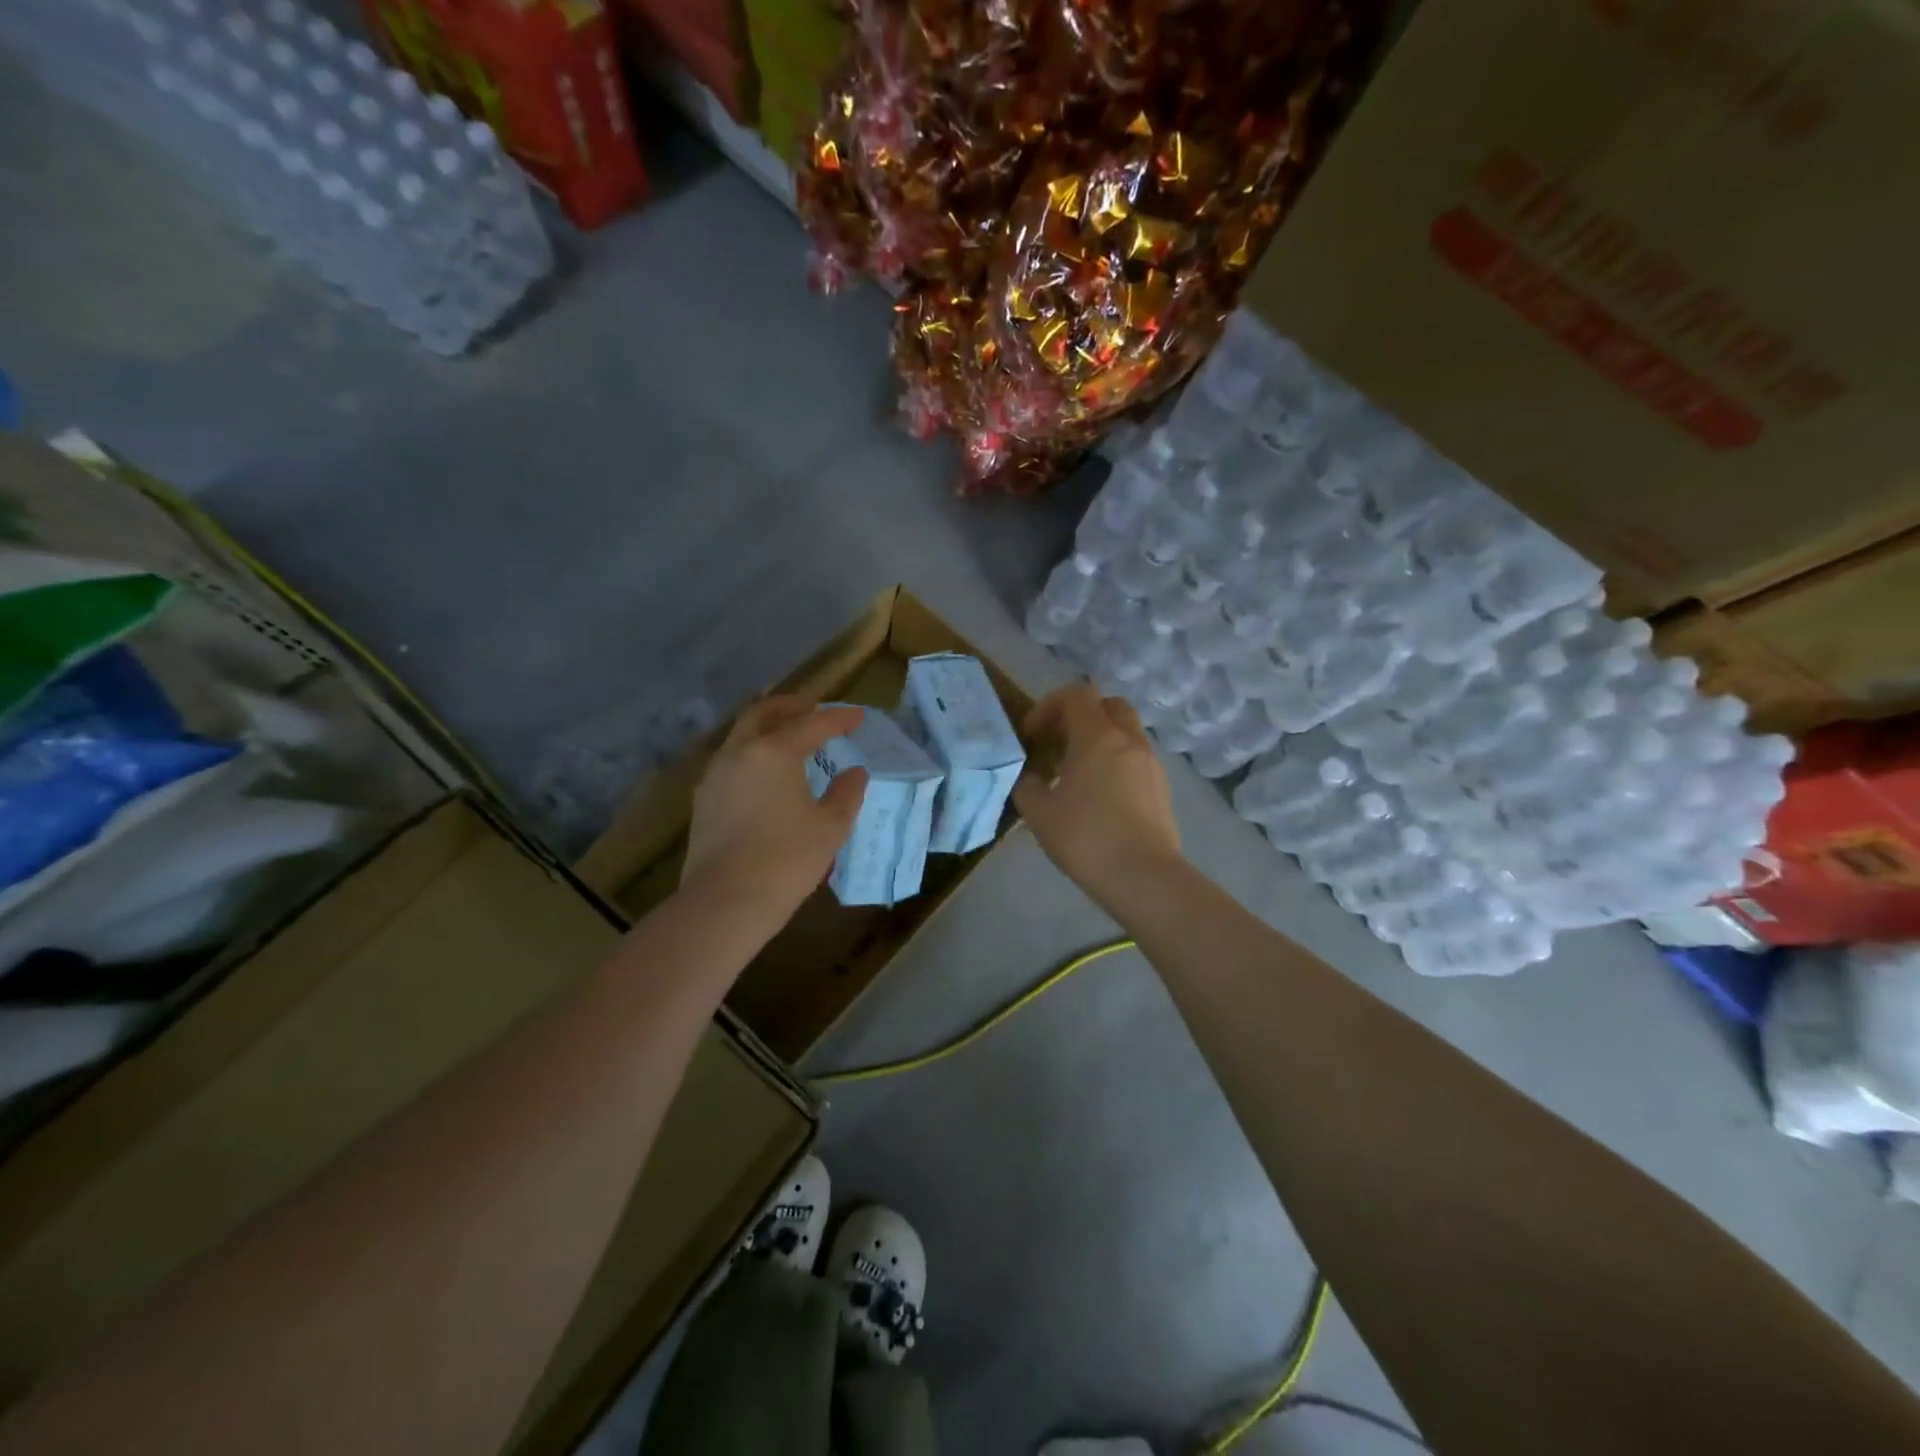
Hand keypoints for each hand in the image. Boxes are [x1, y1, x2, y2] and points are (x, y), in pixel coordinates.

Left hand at [682, 696, 867, 921]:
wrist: (725, 902)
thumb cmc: (787, 860)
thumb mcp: (830, 827)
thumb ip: (846, 793)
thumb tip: (854, 772)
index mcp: (774, 752)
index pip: (812, 724)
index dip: (839, 718)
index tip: (859, 717)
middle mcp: (740, 753)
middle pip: (764, 713)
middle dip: (792, 705)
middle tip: (814, 706)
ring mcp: (716, 775)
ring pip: (742, 734)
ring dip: (767, 725)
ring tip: (789, 733)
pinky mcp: (703, 799)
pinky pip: (731, 759)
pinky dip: (752, 751)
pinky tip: (765, 770)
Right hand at [1014, 683, 1181, 914]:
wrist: (1143, 877)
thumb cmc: (1086, 838)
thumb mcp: (1039, 813)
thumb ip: (1027, 786)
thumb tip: (1032, 778)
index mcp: (1097, 736)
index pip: (1076, 694)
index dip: (1049, 706)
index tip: (1033, 735)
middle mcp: (1129, 740)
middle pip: (1108, 705)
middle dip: (1081, 716)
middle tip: (1060, 744)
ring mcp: (1150, 763)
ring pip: (1125, 732)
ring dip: (1100, 740)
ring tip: (1077, 774)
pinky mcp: (1161, 787)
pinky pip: (1135, 758)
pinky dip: (1116, 762)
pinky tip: (1100, 796)